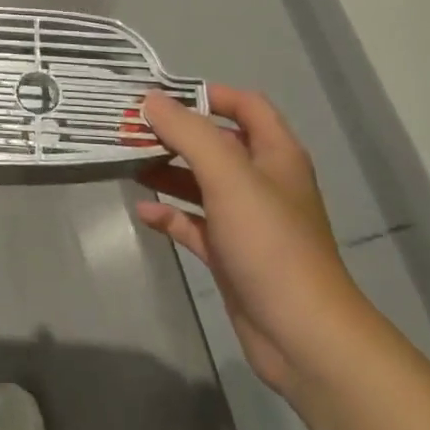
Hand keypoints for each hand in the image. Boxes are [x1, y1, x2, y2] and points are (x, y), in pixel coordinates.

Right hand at [135, 85, 371, 396]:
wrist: (302, 335)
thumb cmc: (269, 243)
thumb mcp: (228, 176)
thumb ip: (188, 133)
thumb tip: (151, 101)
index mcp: (275, 155)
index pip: (246, 106)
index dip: (208, 94)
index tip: (162, 95)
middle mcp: (262, 183)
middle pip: (216, 143)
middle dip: (176, 134)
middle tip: (131, 128)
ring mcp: (246, 221)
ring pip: (201, 183)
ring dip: (167, 171)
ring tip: (127, 162)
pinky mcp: (231, 255)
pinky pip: (194, 224)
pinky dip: (169, 214)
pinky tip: (142, 210)